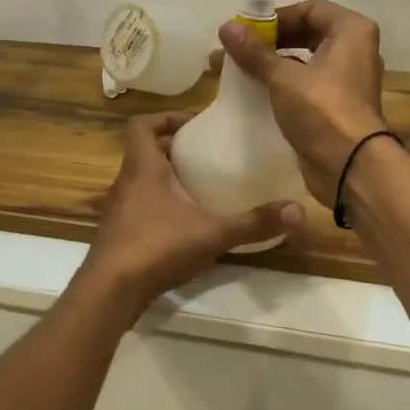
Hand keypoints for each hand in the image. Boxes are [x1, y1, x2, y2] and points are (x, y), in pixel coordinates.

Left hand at [84, 112, 302, 305]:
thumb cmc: (157, 247)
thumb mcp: (213, 233)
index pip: (141, 125)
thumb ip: (254, 222)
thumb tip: (300, 211)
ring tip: (200, 188)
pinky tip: (184, 226)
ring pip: (141, 181)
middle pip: (144, 152)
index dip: (164, 118)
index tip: (193, 125)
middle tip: (206, 155)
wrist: (110, 291)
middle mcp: (126, 182)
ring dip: (166, 179)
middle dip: (173, 149)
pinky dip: (159, 207)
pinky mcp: (118, 235)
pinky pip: (139, 207)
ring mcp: (119, 210)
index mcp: (143, 168)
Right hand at [218, 0, 388, 206]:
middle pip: (307, 33)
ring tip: (237, 71)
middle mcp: (354, 50)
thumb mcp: (284, 78)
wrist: (350, 166)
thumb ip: (255, 52)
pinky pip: (306, 85)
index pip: (309, 9)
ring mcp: (348, 79)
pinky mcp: (337, 105)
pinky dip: (283, 84)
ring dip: (273, 63)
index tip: (246, 32)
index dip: (276, 17)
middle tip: (236, 50)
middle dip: (270, 42)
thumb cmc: (323, 111)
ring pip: (305, 61)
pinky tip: (255, 93)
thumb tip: (226, 27)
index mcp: (351, 31)